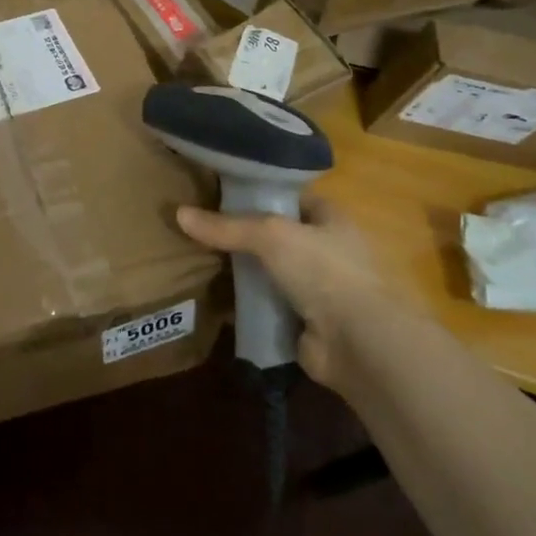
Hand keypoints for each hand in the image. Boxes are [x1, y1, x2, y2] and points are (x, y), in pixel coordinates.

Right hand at [176, 196, 407, 391]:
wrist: (357, 342)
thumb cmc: (323, 271)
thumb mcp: (270, 236)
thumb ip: (226, 227)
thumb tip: (179, 213)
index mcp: (332, 220)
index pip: (294, 198)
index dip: (263, 194)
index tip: (224, 194)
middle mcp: (329, 252)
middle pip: (279, 237)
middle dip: (247, 237)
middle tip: (205, 231)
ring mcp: (319, 291)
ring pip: (272, 274)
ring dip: (246, 274)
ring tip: (203, 263)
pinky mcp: (306, 324)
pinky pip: (269, 308)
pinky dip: (248, 307)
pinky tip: (217, 301)